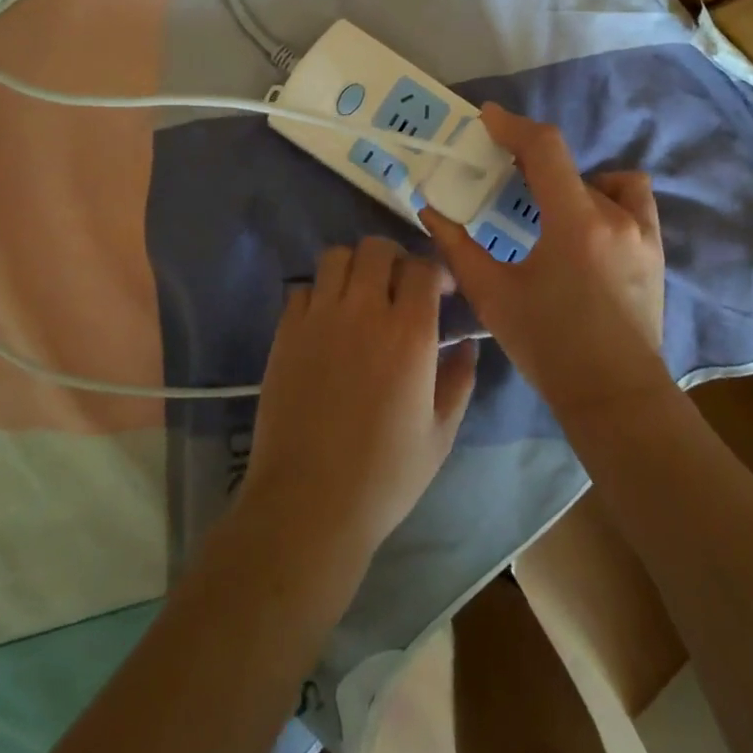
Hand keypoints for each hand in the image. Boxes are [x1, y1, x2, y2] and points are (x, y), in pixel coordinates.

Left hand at [238, 237, 479, 567]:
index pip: (423, 268)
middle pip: (377, 249)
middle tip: (400, 286)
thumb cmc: (385, 475)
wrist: (308, 503)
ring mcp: (319, 318)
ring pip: (336, 257)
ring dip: (354, 267)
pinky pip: (302, 288)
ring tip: (361, 294)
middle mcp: (364, 311)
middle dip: (395, 258)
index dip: (435, 271)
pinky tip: (326, 321)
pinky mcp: (286, 333)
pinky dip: (319, 293)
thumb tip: (467, 346)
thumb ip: (459, 381)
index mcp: (409, 333)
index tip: (440, 291)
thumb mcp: (440, 435)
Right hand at [422, 104, 668, 424]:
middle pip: (569, 164)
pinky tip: (587, 228)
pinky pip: (633, 201)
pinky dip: (608, 198)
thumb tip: (430, 211)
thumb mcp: (494, 296)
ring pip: (604, 181)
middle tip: (505, 175)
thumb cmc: (550, 347)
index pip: (546, 148)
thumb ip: (459, 248)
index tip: (487, 118)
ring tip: (550, 210)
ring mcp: (643, 231)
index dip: (513, 126)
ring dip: (573, 184)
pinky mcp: (656, 249)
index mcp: (575, 222)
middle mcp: (615, 216)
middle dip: (532, 161)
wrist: (614, 396)